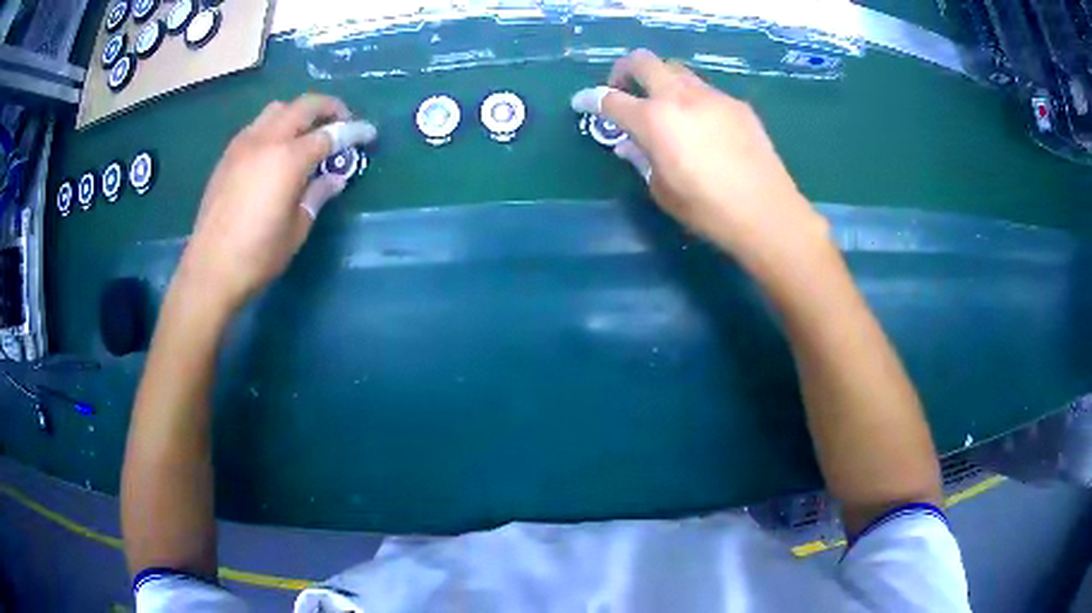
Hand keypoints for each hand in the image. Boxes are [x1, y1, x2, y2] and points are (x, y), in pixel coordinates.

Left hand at [178, 94, 375, 311]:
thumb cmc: (257, 255)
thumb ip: (318, 194)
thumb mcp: (297, 228)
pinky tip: (276, 150)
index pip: (330, 134)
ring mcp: (243, 145)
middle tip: (342, 122)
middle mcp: (266, 141)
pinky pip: (257, 126)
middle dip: (329, 108)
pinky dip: (275, 126)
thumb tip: (335, 177)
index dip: (354, 131)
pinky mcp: (227, 156)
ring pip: (277, 109)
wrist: (209, 270)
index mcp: (288, 159)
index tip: (369, 133)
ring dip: (298, 113)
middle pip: (304, 106)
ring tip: (307, 133)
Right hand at [572, 50, 829, 267]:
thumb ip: (641, 159)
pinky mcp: (737, 105)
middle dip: (624, 70)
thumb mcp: (662, 190)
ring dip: (661, 81)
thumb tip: (629, 143)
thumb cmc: (708, 210)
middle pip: (643, 61)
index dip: (590, 99)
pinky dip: (692, 98)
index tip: (583, 102)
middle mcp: (681, 97)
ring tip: (665, 108)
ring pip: (677, 70)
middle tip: (624, 91)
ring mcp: (713, 96)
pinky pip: (705, 90)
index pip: (610, 99)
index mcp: (654, 120)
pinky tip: (702, 126)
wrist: (767, 213)